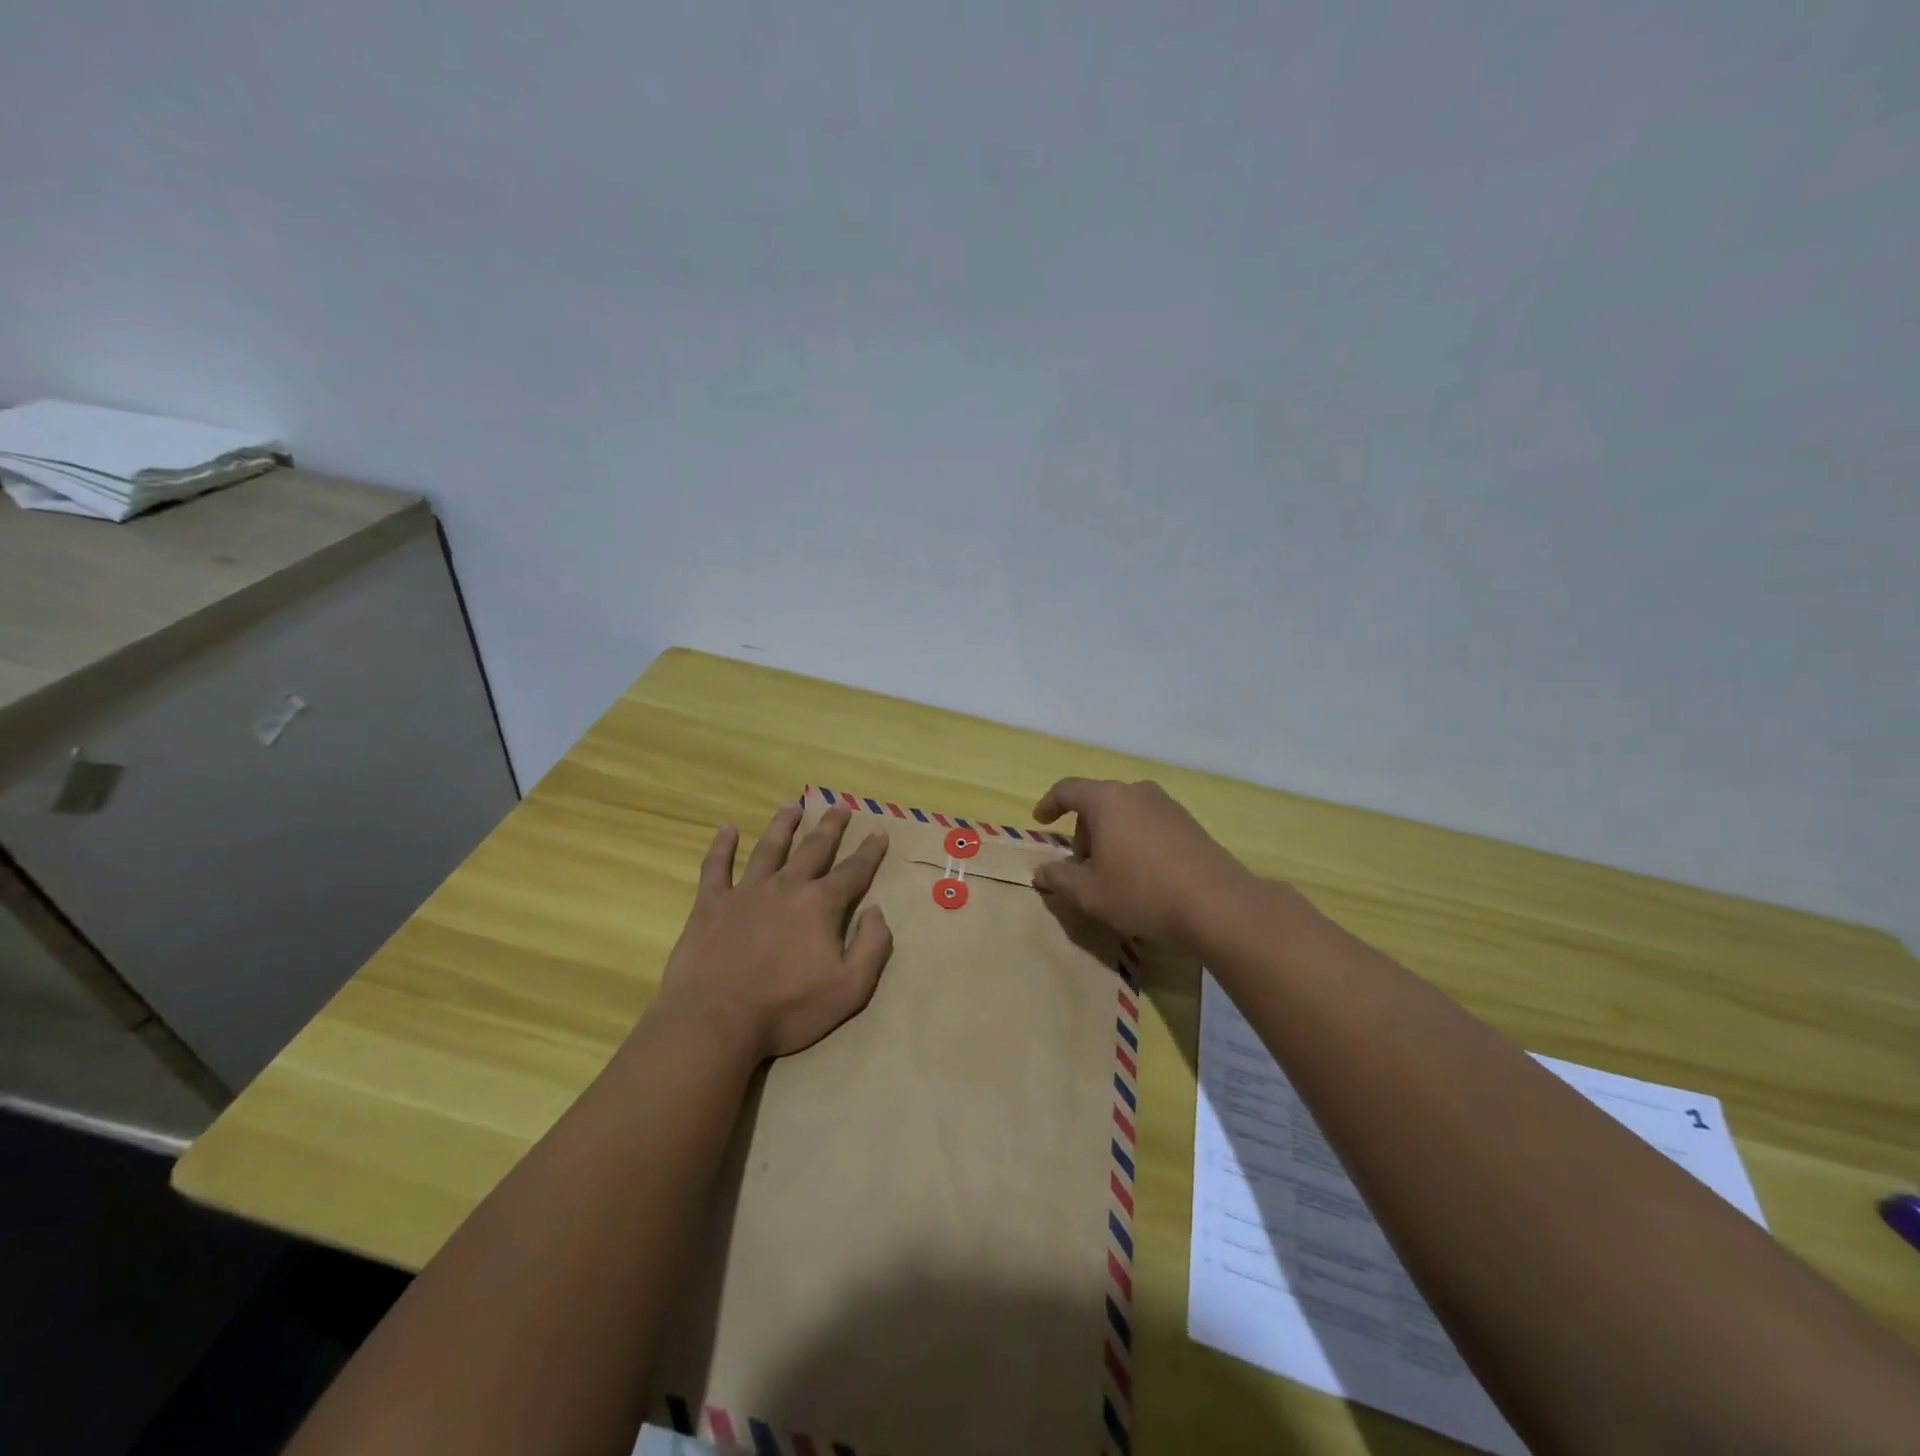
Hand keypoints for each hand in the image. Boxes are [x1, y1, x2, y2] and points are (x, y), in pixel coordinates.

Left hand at [652, 801, 892, 1060]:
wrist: (715, 1020)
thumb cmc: (787, 1009)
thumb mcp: (850, 989)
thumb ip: (872, 947)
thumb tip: (877, 911)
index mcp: (820, 905)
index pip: (853, 871)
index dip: (869, 851)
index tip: (879, 830)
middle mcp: (786, 886)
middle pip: (813, 848)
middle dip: (830, 827)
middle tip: (839, 806)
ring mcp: (746, 892)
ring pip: (769, 848)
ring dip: (783, 825)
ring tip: (793, 805)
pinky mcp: (710, 904)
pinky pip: (716, 866)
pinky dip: (722, 846)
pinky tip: (727, 829)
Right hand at [1030, 778, 1253, 945]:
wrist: (1218, 905)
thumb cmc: (1142, 892)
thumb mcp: (1089, 893)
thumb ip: (1059, 878)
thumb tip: (1041, 871)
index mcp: (1107, 800)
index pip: (1067, 789)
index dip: (1049, 804)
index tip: (1040, 821)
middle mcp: (1137, 792)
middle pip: (1097, 802)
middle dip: (1083, 831)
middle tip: (1083, 868)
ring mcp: (1167, 805)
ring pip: (1125, 813)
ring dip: (1110, 837)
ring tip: (1114, 874)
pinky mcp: (1189, 822)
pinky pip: (1148, 823)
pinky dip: (1135, 840)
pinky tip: (1143, 875)